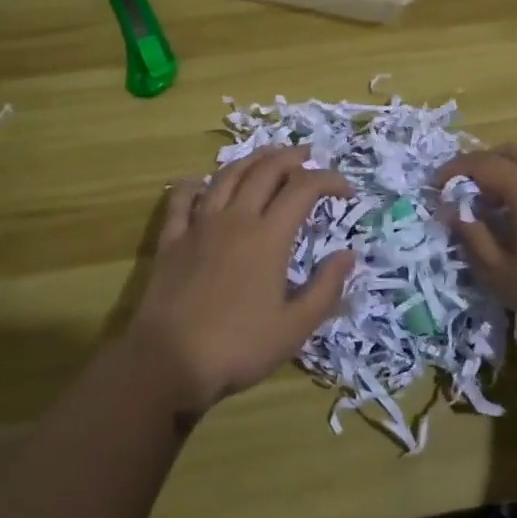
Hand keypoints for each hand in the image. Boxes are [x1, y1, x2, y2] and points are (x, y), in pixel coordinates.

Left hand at [129, 146, 354, 419]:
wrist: (168, 361)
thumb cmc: (238, 347)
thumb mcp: (294, 327)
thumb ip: (326, 288)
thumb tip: (348, 255)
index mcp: (269, 237)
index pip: (304, 188)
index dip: (329, 180)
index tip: (347, 190)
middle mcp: (236, 219)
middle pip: (266, 171)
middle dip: (292, 157)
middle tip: (309, 155)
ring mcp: (199, 225)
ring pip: (227, 176)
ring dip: (251, 160)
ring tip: (267, 155)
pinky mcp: (172, 240)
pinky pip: (182, 200)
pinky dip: (194, 184)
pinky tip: (200, 182)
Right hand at [434, 145, 516, 379]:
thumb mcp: (502, 274)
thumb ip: (472, 236)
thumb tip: (452, 211)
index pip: (483, 163)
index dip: (453, 170)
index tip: (434, 187)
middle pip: (512, 154)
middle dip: (481, 165)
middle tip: (461, 192)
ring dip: (508, 178)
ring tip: (491, 210)